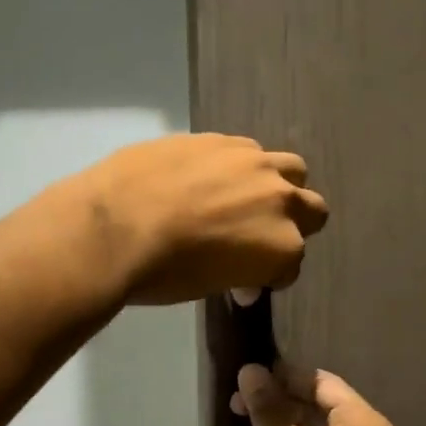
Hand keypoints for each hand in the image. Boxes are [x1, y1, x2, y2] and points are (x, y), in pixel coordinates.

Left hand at [73, 135, 328, 304]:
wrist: (112, 226)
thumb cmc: (161, 273)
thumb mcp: (209, 287)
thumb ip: (238, 273)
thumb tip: (240, 277)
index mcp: (282, 247)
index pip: (290, 265)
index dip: (267, 276)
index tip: (243, 282)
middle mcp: (280, 200)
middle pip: (312, 210)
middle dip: (293, 225)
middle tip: (256, 236)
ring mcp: (252, 163)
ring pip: (291, 169)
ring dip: (276, 186)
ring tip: (240, 198)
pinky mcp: (220, 138)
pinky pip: (247, 151)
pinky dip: (238, 168)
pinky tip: (205, 179)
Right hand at [231, 364, 394, 425]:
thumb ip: (268, 408)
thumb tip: (250, 371)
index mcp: (364, 424)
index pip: (322, 382)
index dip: (284, 375)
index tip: (249, 376)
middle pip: (320, 406)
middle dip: (279, 400)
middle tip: (239, 400)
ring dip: (281, 424)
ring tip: (244, 421)